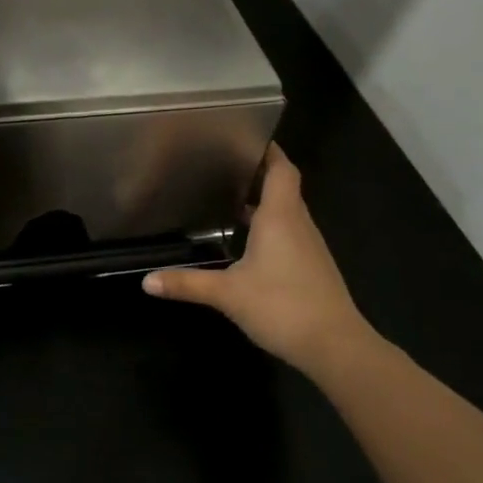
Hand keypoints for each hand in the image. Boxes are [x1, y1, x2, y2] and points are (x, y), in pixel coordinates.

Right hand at [143, 143, 375, 377]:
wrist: (336, 347)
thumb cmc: (282, 306)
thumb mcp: (227, 294)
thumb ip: (187, 283)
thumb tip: (146, 282)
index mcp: (280, 216)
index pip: (282, 169)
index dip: (269, 150)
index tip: (246, 135)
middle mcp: (298, 224)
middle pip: (283, 186)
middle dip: (258, 173)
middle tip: (224, 165)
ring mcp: (308, 247)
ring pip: (287, 211)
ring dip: (264, 201)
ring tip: (230, 197)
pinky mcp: (311, 267)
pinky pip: (290, 233)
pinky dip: (271, 226)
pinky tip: (248, 241)